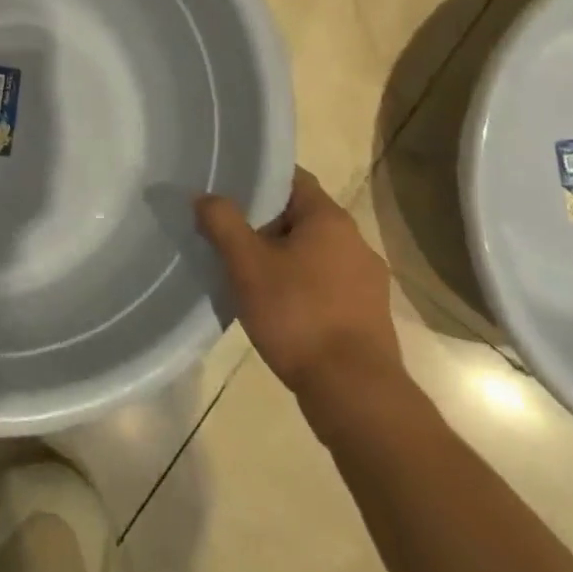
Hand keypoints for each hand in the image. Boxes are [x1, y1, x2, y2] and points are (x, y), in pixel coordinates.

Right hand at [196, 169, 401, 417]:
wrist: (355, 393)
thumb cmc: (298, 315)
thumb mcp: (246, 264)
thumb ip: (222, 222)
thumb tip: (205, 197)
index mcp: (331, 220)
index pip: (292, 178)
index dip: (257, 178)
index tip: (226, 188)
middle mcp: (356, 242)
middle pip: (300, 216)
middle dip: (263, 222)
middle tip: (226, 231)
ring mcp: (367, 281)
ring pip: (312, 252)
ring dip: (281, 255)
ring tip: (245, 270)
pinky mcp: (367, 315)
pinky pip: (325, 283)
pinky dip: (299, 284)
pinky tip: (275, 305)